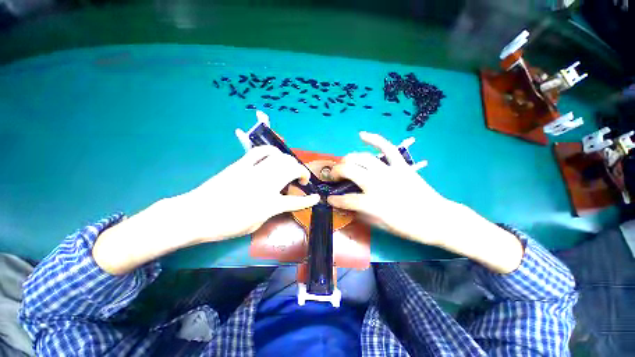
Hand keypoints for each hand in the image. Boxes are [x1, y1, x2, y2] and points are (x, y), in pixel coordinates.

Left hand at [171, 145, 319, 242]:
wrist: (196, 214)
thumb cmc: (225, 226)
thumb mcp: (255, 225)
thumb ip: (272, 211)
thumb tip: (279, 200)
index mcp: (269, 204)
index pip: (297, 201)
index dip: (309, 200)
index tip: (317, 197)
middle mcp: (266, 185)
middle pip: (291, 170)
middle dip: (302, 172)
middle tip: (300, 179)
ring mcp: (254, 172)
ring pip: (280, 158)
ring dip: (290, 162)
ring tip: (290, 168)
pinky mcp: (242, 164)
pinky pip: (261, 151)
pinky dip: (272, 151)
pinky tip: (274, 156)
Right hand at [327, 132, 452, 245]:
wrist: (437, 219)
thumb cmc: (408, 227)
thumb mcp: (381, 226)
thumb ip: (361, 214)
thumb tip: (348, 207)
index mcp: (372, 203)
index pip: (345, 200)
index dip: (334, 200)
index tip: (329, 199)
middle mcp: (377, 184)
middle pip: (349, 171)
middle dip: (336, 172)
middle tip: (333, 176)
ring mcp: (390, 172)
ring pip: (362, 158)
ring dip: (348, 159)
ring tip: (343, 163)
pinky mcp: (401, 165)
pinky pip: (387, 148)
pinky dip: (374, 139)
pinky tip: (362, 135)